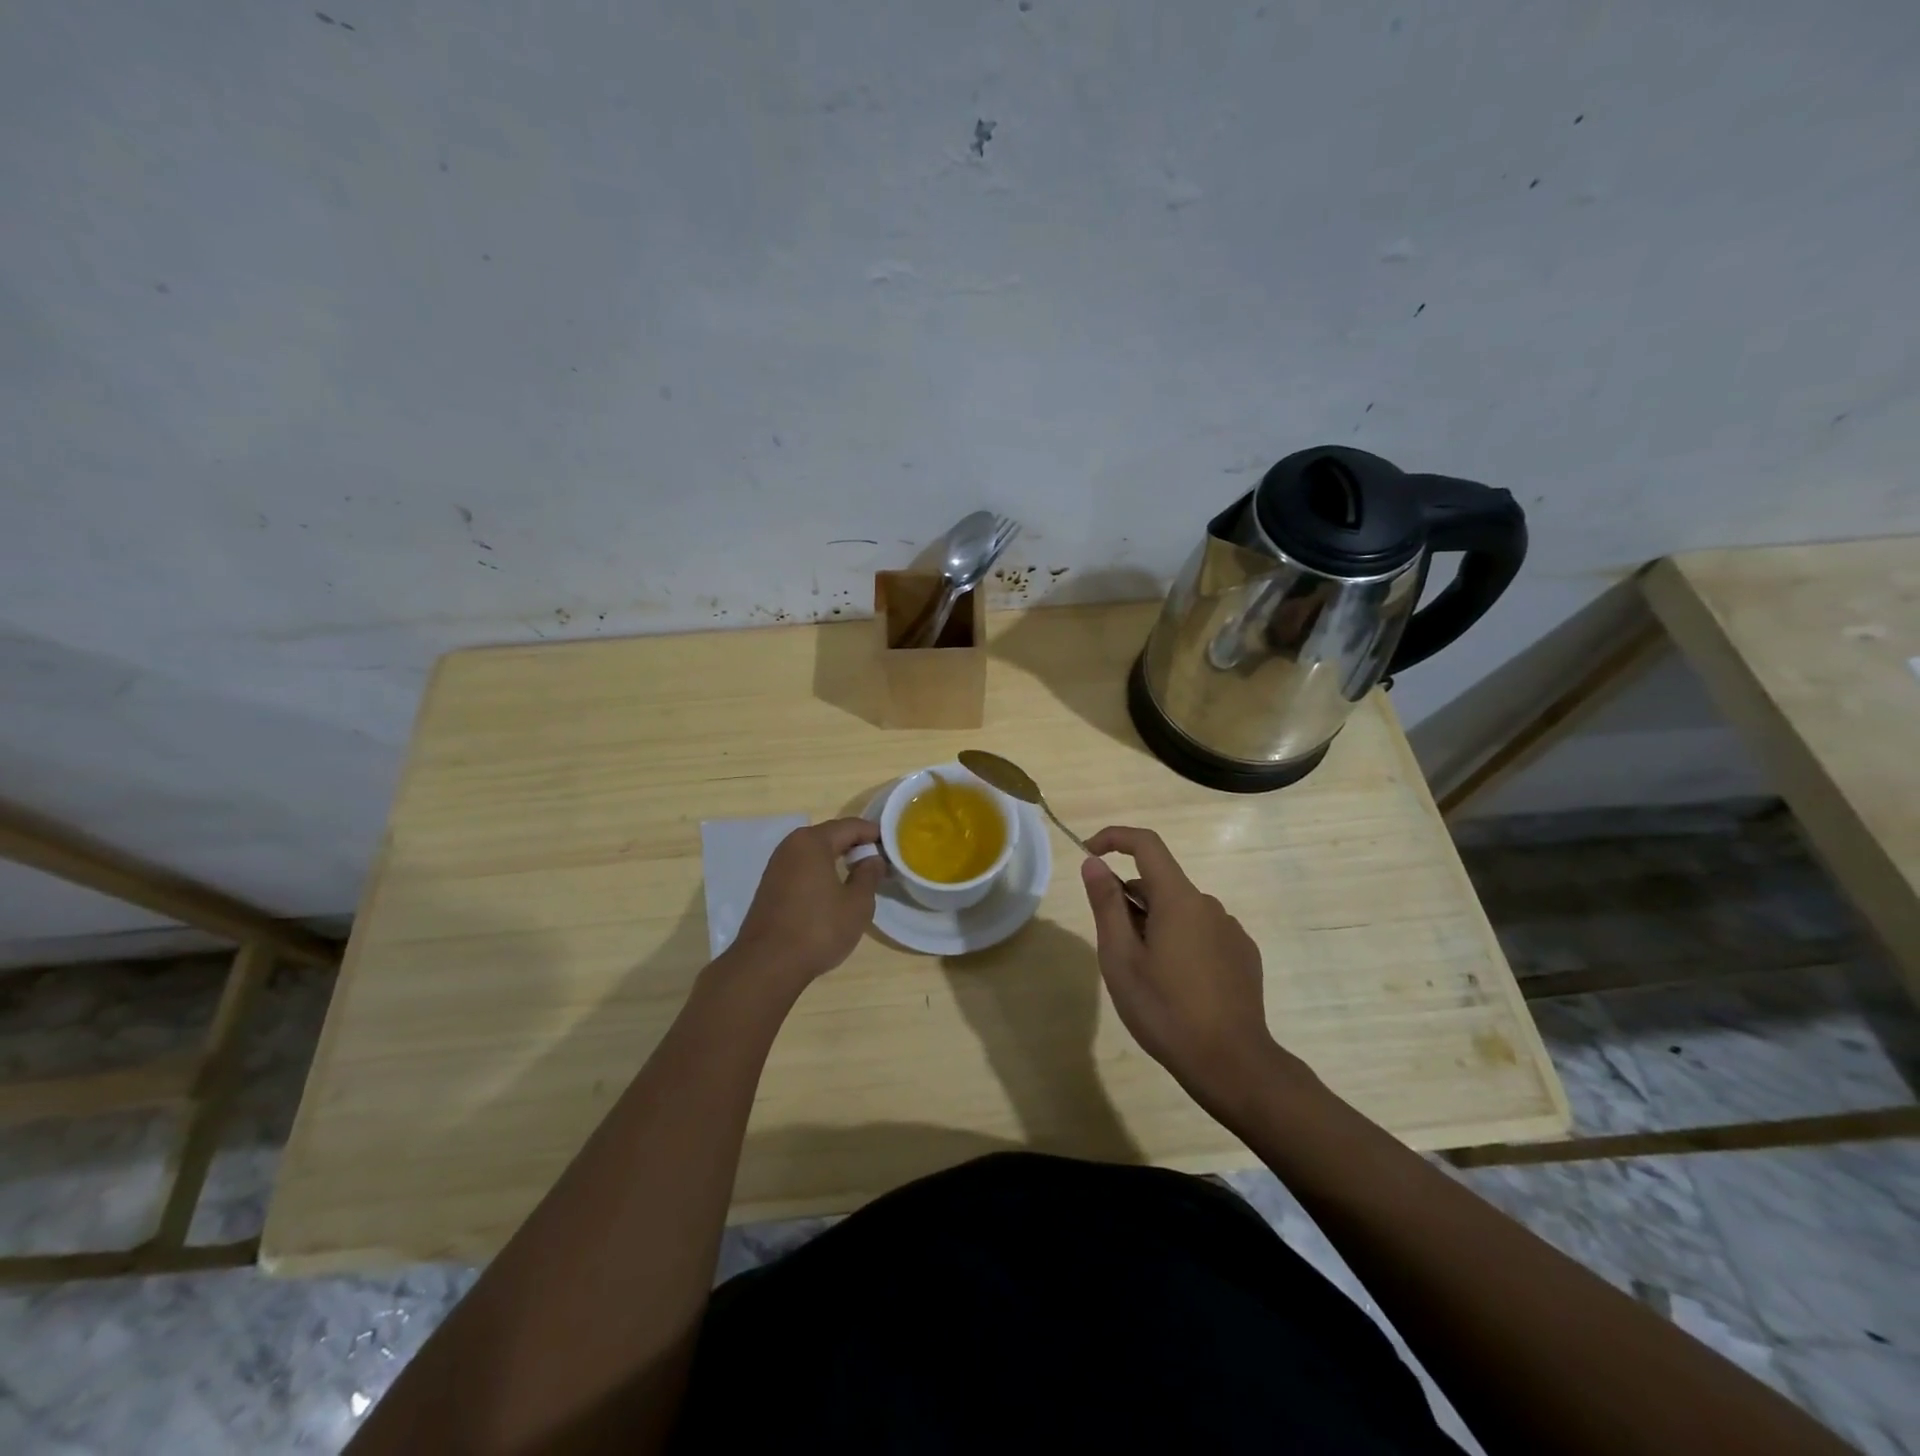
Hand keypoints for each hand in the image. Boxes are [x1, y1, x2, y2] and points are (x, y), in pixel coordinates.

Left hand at [726, 818, 884, 992]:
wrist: (767, 965)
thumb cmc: (819, 929)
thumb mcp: (857, 904)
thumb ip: (869, 875)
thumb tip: (873, 858)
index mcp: (812, 842)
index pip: (850, 826)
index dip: (873, 833)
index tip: (892, 846)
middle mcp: (791, 846)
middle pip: (830, 836)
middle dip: (855, 845)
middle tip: (878, 861)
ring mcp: (776, 866)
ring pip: (814, 853)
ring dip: (837, 859)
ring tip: (859, 876)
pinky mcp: (770, 886)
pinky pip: (802, 868)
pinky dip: (820, 872)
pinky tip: (833, 891)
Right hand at [1080, 826, 1291, 1116]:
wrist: (1233, 1063)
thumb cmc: (1166, 1010)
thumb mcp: (1121, 958)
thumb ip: (1106, 904)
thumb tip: (1094, 863)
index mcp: (1178, 899)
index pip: (1146, 844)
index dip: (1114, 838)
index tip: (1089, 853)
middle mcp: (1208, 904)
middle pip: (1159, 884)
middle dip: (1130, 901)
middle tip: (1114, 949)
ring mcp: (1230, 930)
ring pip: (1180, 911)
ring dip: (1155, 926)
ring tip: (1145, 976)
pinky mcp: (1243, 955)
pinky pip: (1202, 932)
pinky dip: (1181, 943)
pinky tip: (1178, 987)